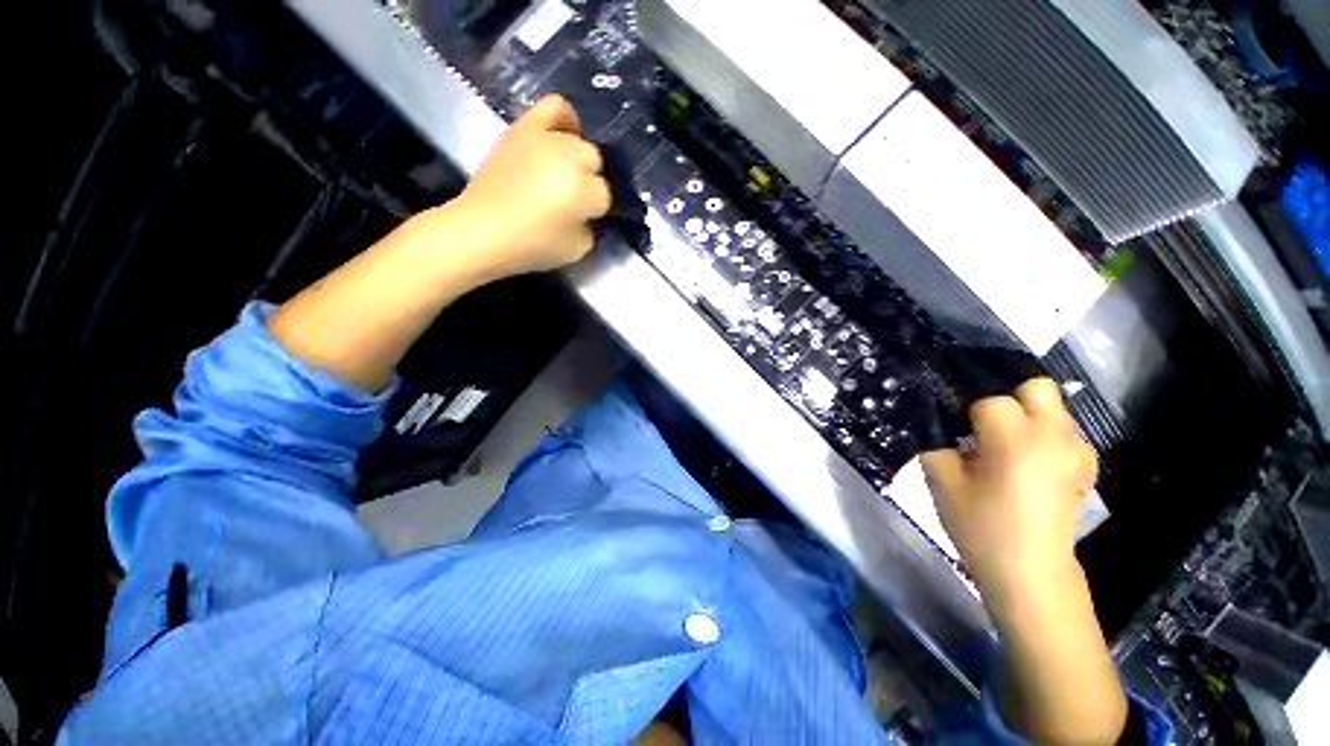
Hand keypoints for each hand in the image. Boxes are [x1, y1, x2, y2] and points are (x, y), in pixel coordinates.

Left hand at [442, 94, 611, 281]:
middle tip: (571, 199)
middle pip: (594, 163)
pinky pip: (554, 107)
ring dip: (577, 160)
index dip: (594, 211)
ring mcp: (546, 139)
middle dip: (587, 183)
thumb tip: (587, 213)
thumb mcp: (577, 249)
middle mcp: (570, 157)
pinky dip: (565, 118)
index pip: (605, 196)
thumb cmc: (532, 245)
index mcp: (585, 190)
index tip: (582, 220)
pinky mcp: (524, 128)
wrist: (481, 229)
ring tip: (566, 171)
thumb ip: (590, 227)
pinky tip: (562, 134)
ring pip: (579, 141)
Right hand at [921, 378, 1096, 596]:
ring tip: (1008, 448)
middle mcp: (1053, 436)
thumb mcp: (941, 482)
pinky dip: (1047, 437)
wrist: (1030, 571)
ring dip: (1029, 418)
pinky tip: (1031, 463)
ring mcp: (1077, 451)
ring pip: (1054, 409)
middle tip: (987, 427)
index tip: (958, 433)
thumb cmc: (981, 526)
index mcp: (1015, 439)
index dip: (969, 413)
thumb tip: (939, 425)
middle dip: (1009, 398)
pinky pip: (1066, 433)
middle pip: (1037, 387)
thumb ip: (937, 444)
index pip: (989, 400)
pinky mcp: (1086, 467)